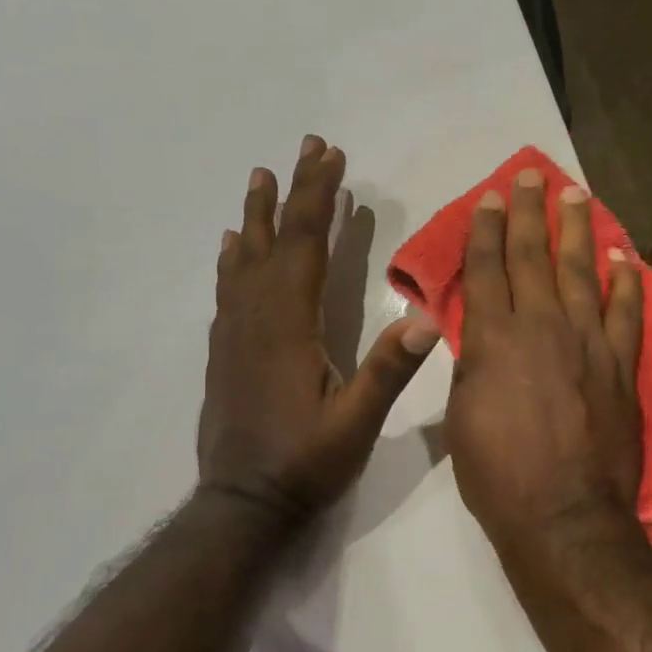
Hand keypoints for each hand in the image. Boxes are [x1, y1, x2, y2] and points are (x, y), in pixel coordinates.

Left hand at [197, 135, 439, 523]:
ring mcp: (234, 333)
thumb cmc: (304, 463)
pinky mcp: (224, 351)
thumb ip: (388, 370)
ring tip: (261, 178)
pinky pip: (228, 289)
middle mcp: (256, 317)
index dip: (319, 197)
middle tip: (306, 147)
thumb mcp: (356, 422)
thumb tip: (427, 318)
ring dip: (257, 215)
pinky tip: (233, 247)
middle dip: (293, 191)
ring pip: (244, 259)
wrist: (241, 505)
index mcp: (289, 325)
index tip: (332, 157)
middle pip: (275, 240)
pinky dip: (233, 258)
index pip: (306, 245)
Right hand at [445, 167, 643, 552]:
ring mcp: (588, 342)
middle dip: (528, 212)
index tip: (489, 200)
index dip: (486, 231)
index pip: (487, 270)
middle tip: (528, 176)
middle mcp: (542, 327)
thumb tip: (477, 334)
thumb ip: (472, 364)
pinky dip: (628, 281)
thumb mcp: (462, 416)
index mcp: (494, 339)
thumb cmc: (498, 474)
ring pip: (580, 272)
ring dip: (577, 230)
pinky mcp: (622, 364)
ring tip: (575, 194)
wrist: (564, 515)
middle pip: (533, 256)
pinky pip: (627, 312)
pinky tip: (625, 255)